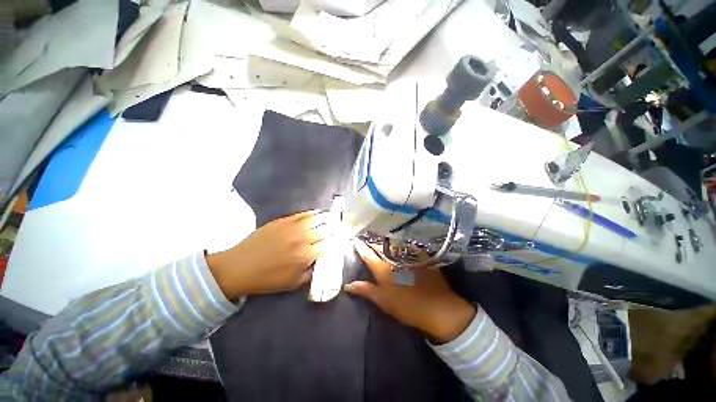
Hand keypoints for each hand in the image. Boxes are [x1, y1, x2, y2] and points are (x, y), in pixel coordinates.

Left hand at [207, 211, 331, 299]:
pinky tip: (317, 213)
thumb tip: (323, 261)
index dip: (339, 240)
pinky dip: (313, 213)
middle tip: (341, 228)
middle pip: (327, 228)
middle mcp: (303, 238)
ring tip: (333, 218)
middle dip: (337, 228)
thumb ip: (312, 272)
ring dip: (328, 218)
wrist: (239, 267)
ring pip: (317, 218)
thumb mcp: (293, 283)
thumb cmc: (267, 279)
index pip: (330, 244)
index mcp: (306, 255)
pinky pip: (303, 214)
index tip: (344, 239)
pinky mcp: (283, 220)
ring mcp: (293, 227)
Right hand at [345, 240, 475, 343]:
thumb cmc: (407, 307)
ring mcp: (407, 255)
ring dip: (385, 241)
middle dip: (371, 242)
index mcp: (383, 269)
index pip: (368, 254)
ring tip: (380, 239)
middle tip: (366, 239)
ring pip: (392, 244)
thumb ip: (366, 290)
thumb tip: (348, 285)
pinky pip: (407, 246)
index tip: (355, 239)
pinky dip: (400, 244)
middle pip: (379, 246)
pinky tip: (399, 243)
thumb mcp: (384, 301)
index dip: (360, 246)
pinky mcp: (419, 256)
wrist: (438, 308)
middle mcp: (394, 258)